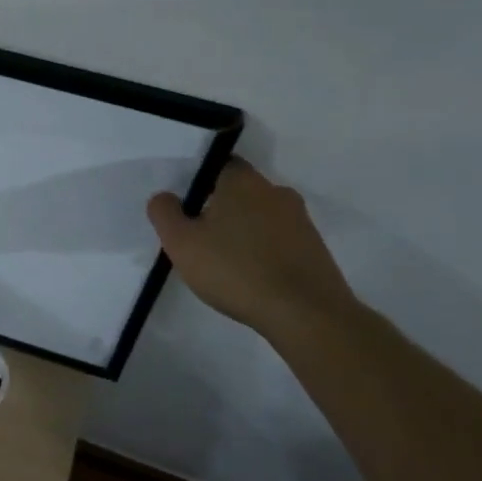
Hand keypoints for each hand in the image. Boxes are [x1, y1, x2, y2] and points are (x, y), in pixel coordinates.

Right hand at [147, 159, 359, 339]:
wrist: (308, 316)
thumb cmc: (237, 270)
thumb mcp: (181, 243)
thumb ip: (164, 213)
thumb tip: (165, 197)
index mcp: (242, 181)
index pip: (218, 164)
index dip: (200, 181)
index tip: (187, 206)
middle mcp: (276, 191)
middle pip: (241, 192)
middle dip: (222, 208)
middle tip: (201, 236)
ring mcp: (301, 221)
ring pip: (262, 217)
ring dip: (245, 232)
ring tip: (227, 262)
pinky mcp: (316, 250)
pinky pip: (280, 241)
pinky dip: (265, 252)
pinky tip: (253, 278)